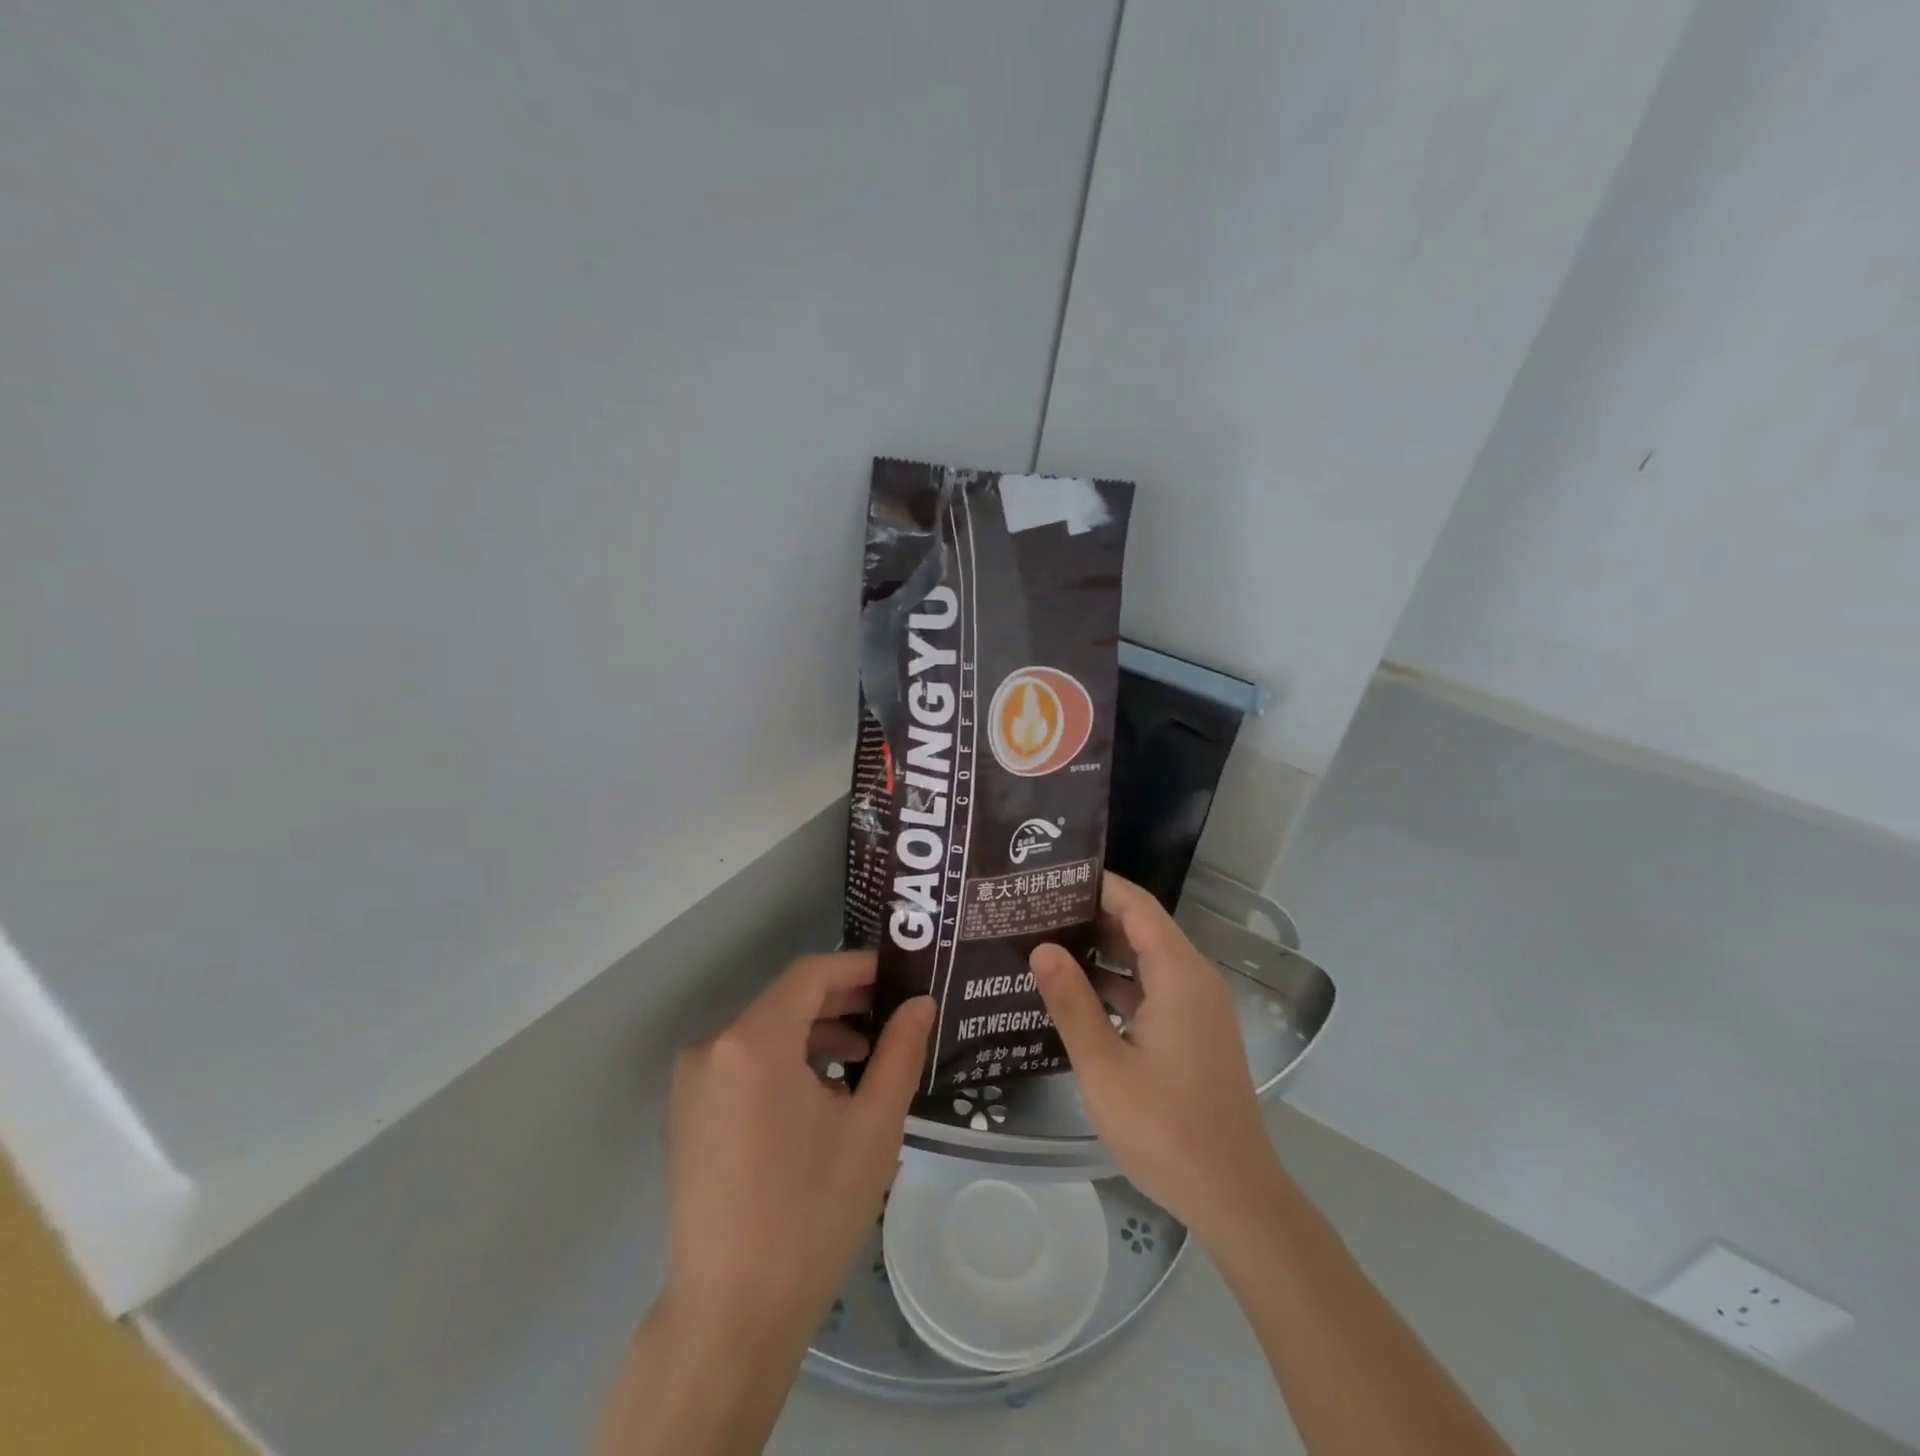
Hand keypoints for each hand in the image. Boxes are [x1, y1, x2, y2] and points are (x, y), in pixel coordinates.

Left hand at [659, 951, 933, 1349]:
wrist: (730, 1318)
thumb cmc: (811, 1213)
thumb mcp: (872, 1127)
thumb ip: (899, 1052)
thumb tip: (920, 1002)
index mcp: (752, 1041)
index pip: (811, 973)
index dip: (859, 968)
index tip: (901, 977)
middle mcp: (712, 1047)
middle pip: (787, 1001)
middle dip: (843, 1002)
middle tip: (894, 1017)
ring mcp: (693, 1083)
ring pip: (766, 1033)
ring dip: (817, 1035)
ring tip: (866, 1060)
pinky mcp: (688, 1114)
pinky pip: (745, 1064)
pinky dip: (787, 1063)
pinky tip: (823, 1095)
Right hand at [1030, 874, 1281, 1242]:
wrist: (1234, 1196)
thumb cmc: (1165, 1129)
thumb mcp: (1104, 1065)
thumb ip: (1071, 1002)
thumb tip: (1041, 948)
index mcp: (1179, 975)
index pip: (1136, 905)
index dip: (1097, 885)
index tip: (1051, 877)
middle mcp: (1194, 980)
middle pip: (1141, 928)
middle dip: (1091, 916)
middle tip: (1036, 910)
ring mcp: (1198, 1008)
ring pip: (1146, 961)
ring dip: (1102, 952)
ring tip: (1046, 944)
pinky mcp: (1195, 1033)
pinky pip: (1153, 990)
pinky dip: (1118, 984)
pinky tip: (1076, 995)